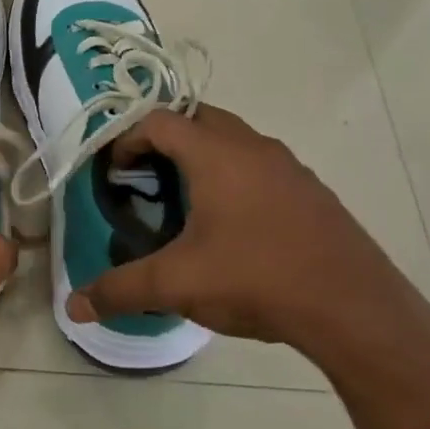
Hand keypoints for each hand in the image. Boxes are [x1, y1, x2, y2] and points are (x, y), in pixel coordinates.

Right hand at [68, 105, 429, 387]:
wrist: (355, 310)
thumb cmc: (256, 279)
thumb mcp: (177, 285)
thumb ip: (120, 290)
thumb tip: (74, 306)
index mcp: (216, 155)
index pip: (159, 120)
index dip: (127, 140)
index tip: (116, 174)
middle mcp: (253, 147)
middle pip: (198, 119)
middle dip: (165, 141)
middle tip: (146, 180)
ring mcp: (289, 168)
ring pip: (234, 141)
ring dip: (203, 157)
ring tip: (185, 203)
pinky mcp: (312, 192)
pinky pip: (261, 166)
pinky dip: (236, 178)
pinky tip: (234, 227)